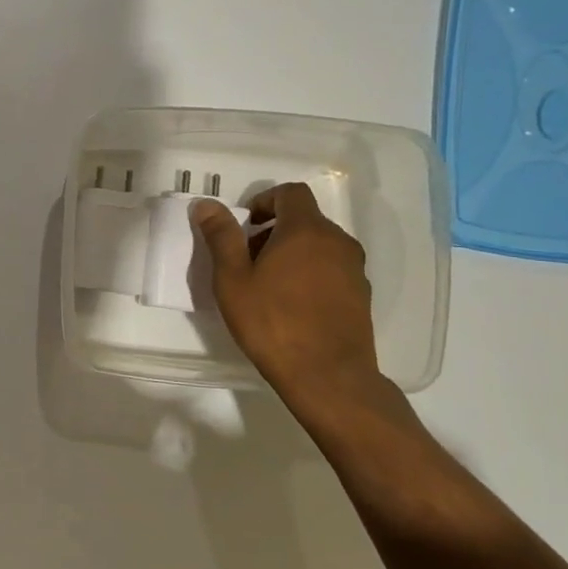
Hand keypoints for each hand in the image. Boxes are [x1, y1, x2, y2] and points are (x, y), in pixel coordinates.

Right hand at [191, 183, 385, 417]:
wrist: (328, 376)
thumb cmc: (272, 322)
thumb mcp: (233, 279)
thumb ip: (221, 236)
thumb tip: (206, 204)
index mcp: (306, 230)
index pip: (290, 192)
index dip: (265, 201)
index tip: (244, 226)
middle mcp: (337, 241)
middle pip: (304, 219)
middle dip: (273, 231)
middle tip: (247, 260)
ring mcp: (354, 269)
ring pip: (319, 245)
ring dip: (292, 253)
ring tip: (268, 286)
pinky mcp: (361, 294)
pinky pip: (332, 269)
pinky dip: (310, 273)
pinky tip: (292, 306)